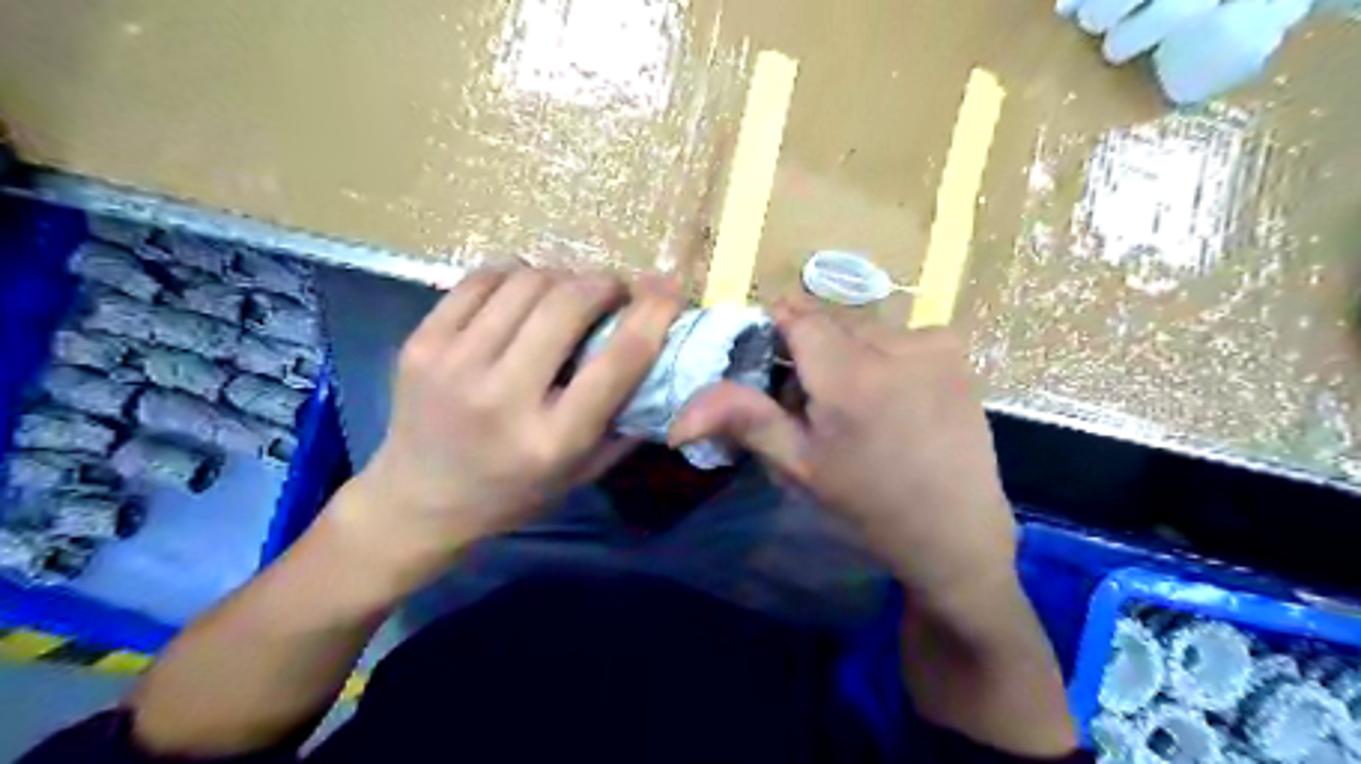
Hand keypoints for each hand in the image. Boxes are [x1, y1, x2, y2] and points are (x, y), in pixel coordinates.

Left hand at [336, 268, 685, 577]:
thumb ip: (627, 420)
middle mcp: (503, 397)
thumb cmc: (513, 493)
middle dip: (605, 283)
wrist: (418, 501)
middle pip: (568, 304)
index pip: (618, 361)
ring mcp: (454, 364)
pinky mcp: (421, 343)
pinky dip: (514, 275)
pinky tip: (523, 293)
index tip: (670, 288)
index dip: (653, 315)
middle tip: (615, 290)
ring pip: (526, 281)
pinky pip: (480, 280)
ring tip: (569, 293)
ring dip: (562, 277)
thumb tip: (663, 356)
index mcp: (553, 439)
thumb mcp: (582, 472)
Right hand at [668, 299, 1009, 600]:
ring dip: (852, 353)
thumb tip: (677, 417)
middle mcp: (894, 345)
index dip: (778, 327)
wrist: (954, 532)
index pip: (797, 316)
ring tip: (862, 405)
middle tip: (817, 402)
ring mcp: (933, 343)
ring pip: (865, 328)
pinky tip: (899, 397)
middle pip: (830, 323)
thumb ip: (744, 420)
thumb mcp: (799, 466)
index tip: (771, 355)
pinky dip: (889, 355)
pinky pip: (902, 335)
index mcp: (848, 377)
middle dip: (814, 351)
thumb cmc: (868, 504)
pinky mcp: (957, 349)